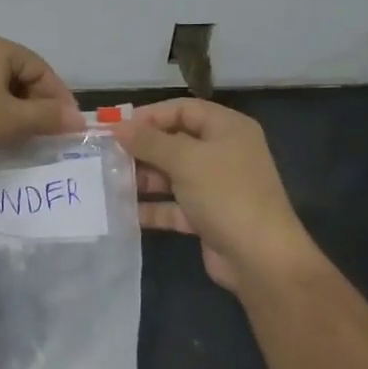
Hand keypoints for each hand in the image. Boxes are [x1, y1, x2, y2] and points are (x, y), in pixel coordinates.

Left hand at [0, 34, 82, 163]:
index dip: (58, 98)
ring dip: (13, 108)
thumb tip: (77, 118)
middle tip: (46, 132)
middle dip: (36, 103)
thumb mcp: (11, 121)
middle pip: (19, 74)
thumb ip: (47, 117)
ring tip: (20, 135)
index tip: (68, 126)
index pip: (41, 69)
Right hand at [116, 99, 315, 293]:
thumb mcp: (185, 159)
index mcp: (227, 129)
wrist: (261, 259)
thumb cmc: (226, 194)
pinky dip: (152, 207)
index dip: (150, 115)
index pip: (183, 109)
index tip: (117, 127)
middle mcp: (223, 153)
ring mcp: (215, 187)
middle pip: (175, 141)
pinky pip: (173, 205)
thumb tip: (117, 127)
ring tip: (109, 181)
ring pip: (172, 174)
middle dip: (142, 148)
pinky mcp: (207, 216)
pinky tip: (123, 210)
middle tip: (106, 154)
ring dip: (143, 177)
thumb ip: (149, 141)